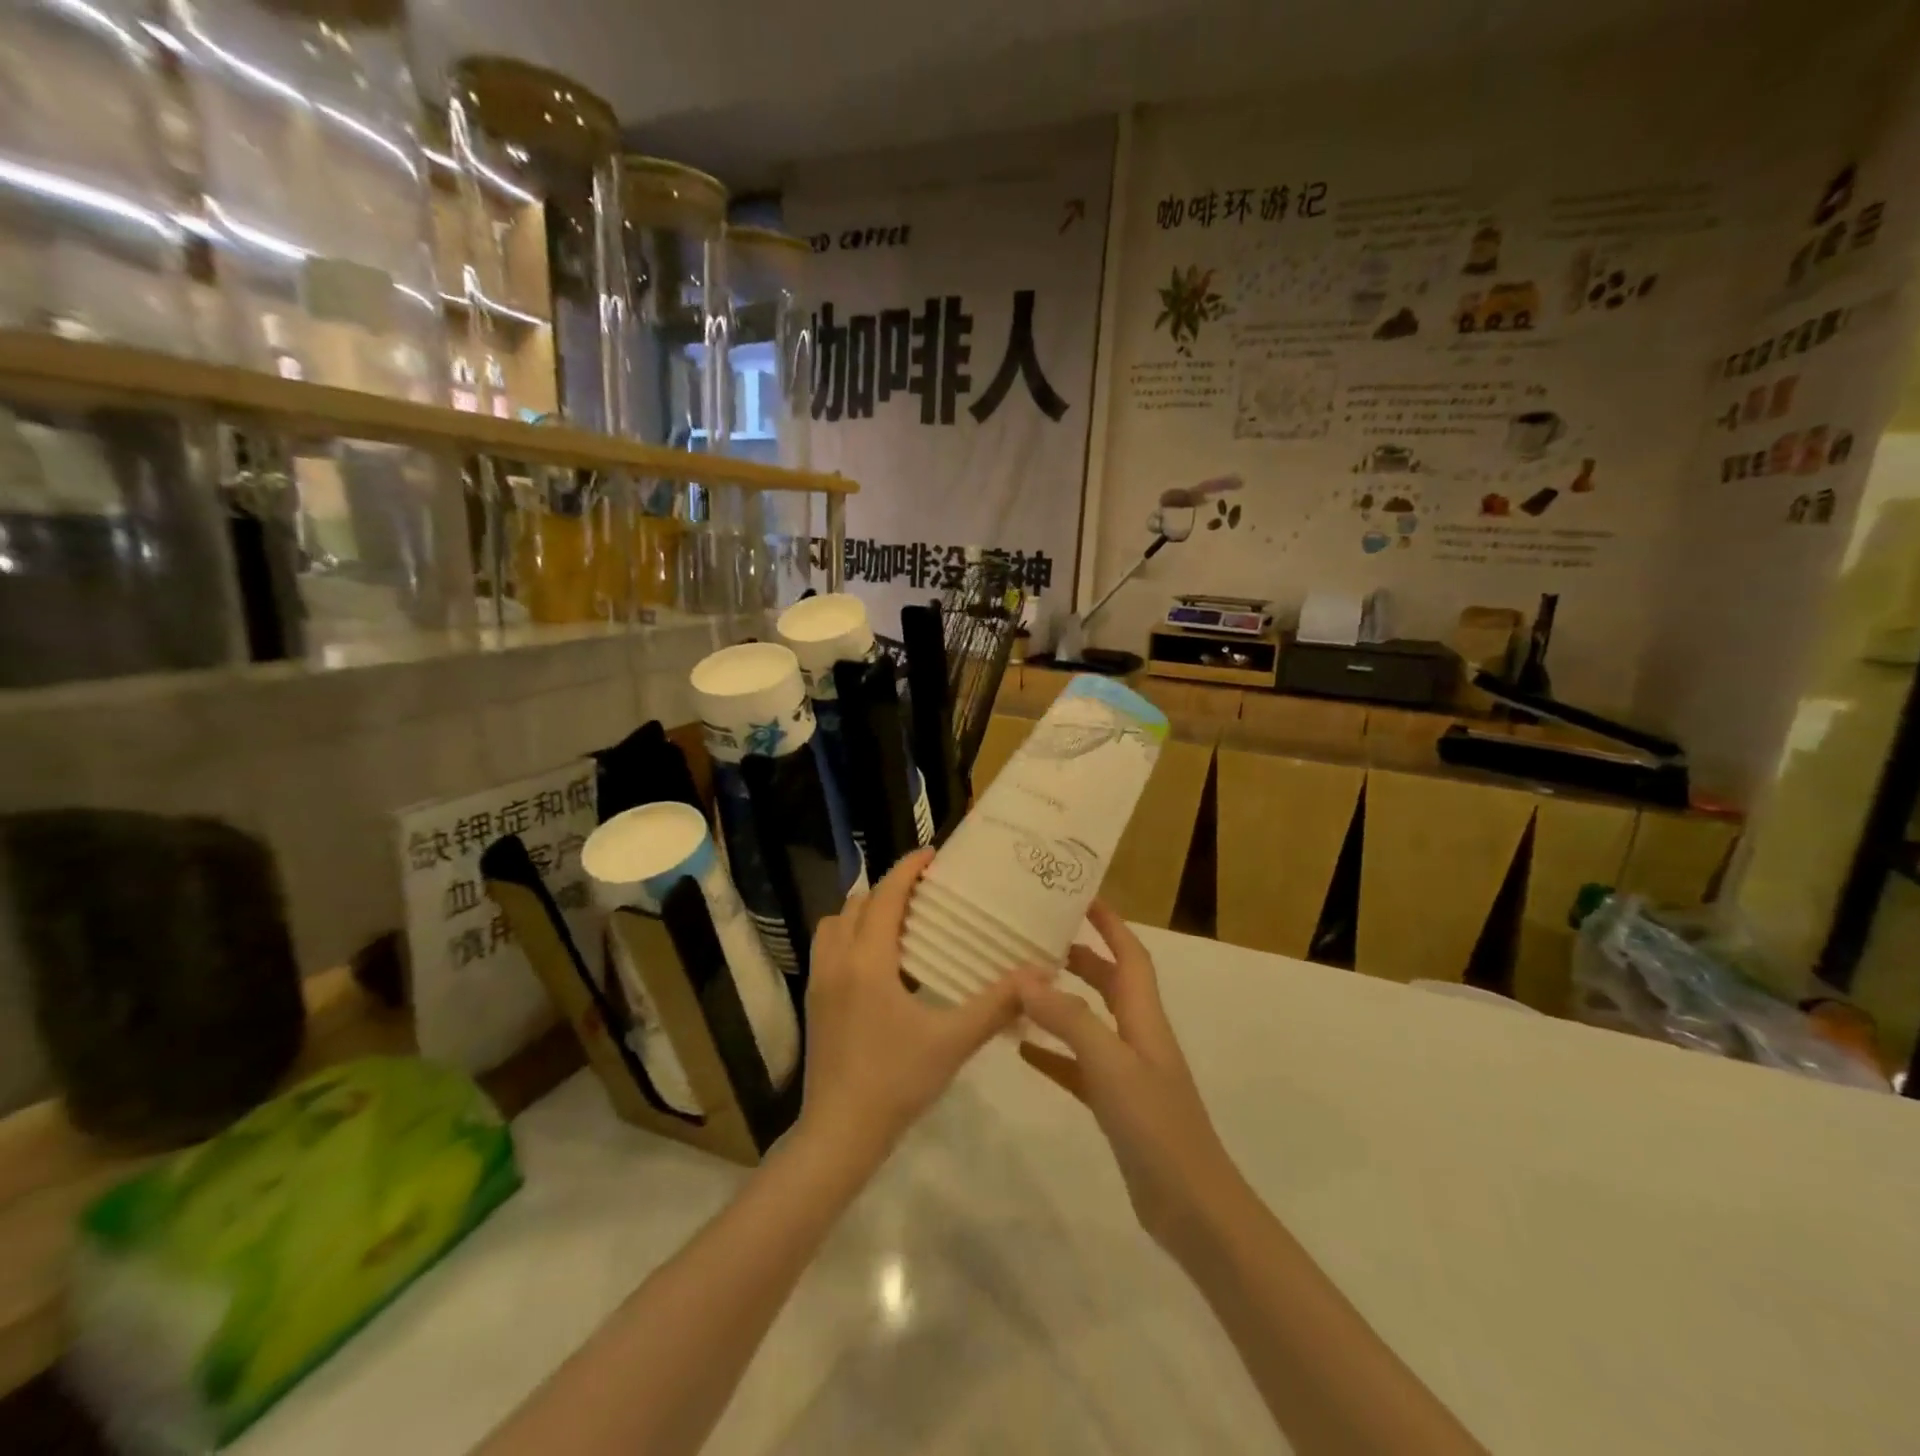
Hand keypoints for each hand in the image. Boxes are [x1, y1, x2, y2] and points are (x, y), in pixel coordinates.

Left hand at [798, 849, 1020, 1167]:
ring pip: (835, 924)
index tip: (932, 855)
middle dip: (888, 889)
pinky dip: (851, 936)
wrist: (839, 1134)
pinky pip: (828, 948)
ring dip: (864, 912)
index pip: (885, 897)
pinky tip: (880, 964)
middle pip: (857, 904)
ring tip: (900, 922)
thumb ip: (995, 1005)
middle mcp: (837, 961)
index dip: (907, 870)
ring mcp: (819, 982)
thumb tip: (1036, 975)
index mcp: (867, 961)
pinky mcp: (814, 1002)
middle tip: (924, 892)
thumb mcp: (953, 1042)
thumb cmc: (896, 1082)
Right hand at [1018, 902, 1241, 1259]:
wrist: (1192, 1207)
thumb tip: (1025, 975)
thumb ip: (1068, 1018)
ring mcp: (1126, 1072)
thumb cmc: (1156, 1125)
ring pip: (1090, 1021)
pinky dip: (1053, 1052)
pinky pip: (1078, 1066)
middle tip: (1037, 938)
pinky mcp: (1115, 1104)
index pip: (1129, 954)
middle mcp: (1137, 1036)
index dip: (1110, 922)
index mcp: (1143, 1016)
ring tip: (1022, 985)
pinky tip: (1022, 1048)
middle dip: (1080, 955)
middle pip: (1109, 982)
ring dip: (1061, 1001)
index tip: (1081, 896)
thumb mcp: (1109, 1064)